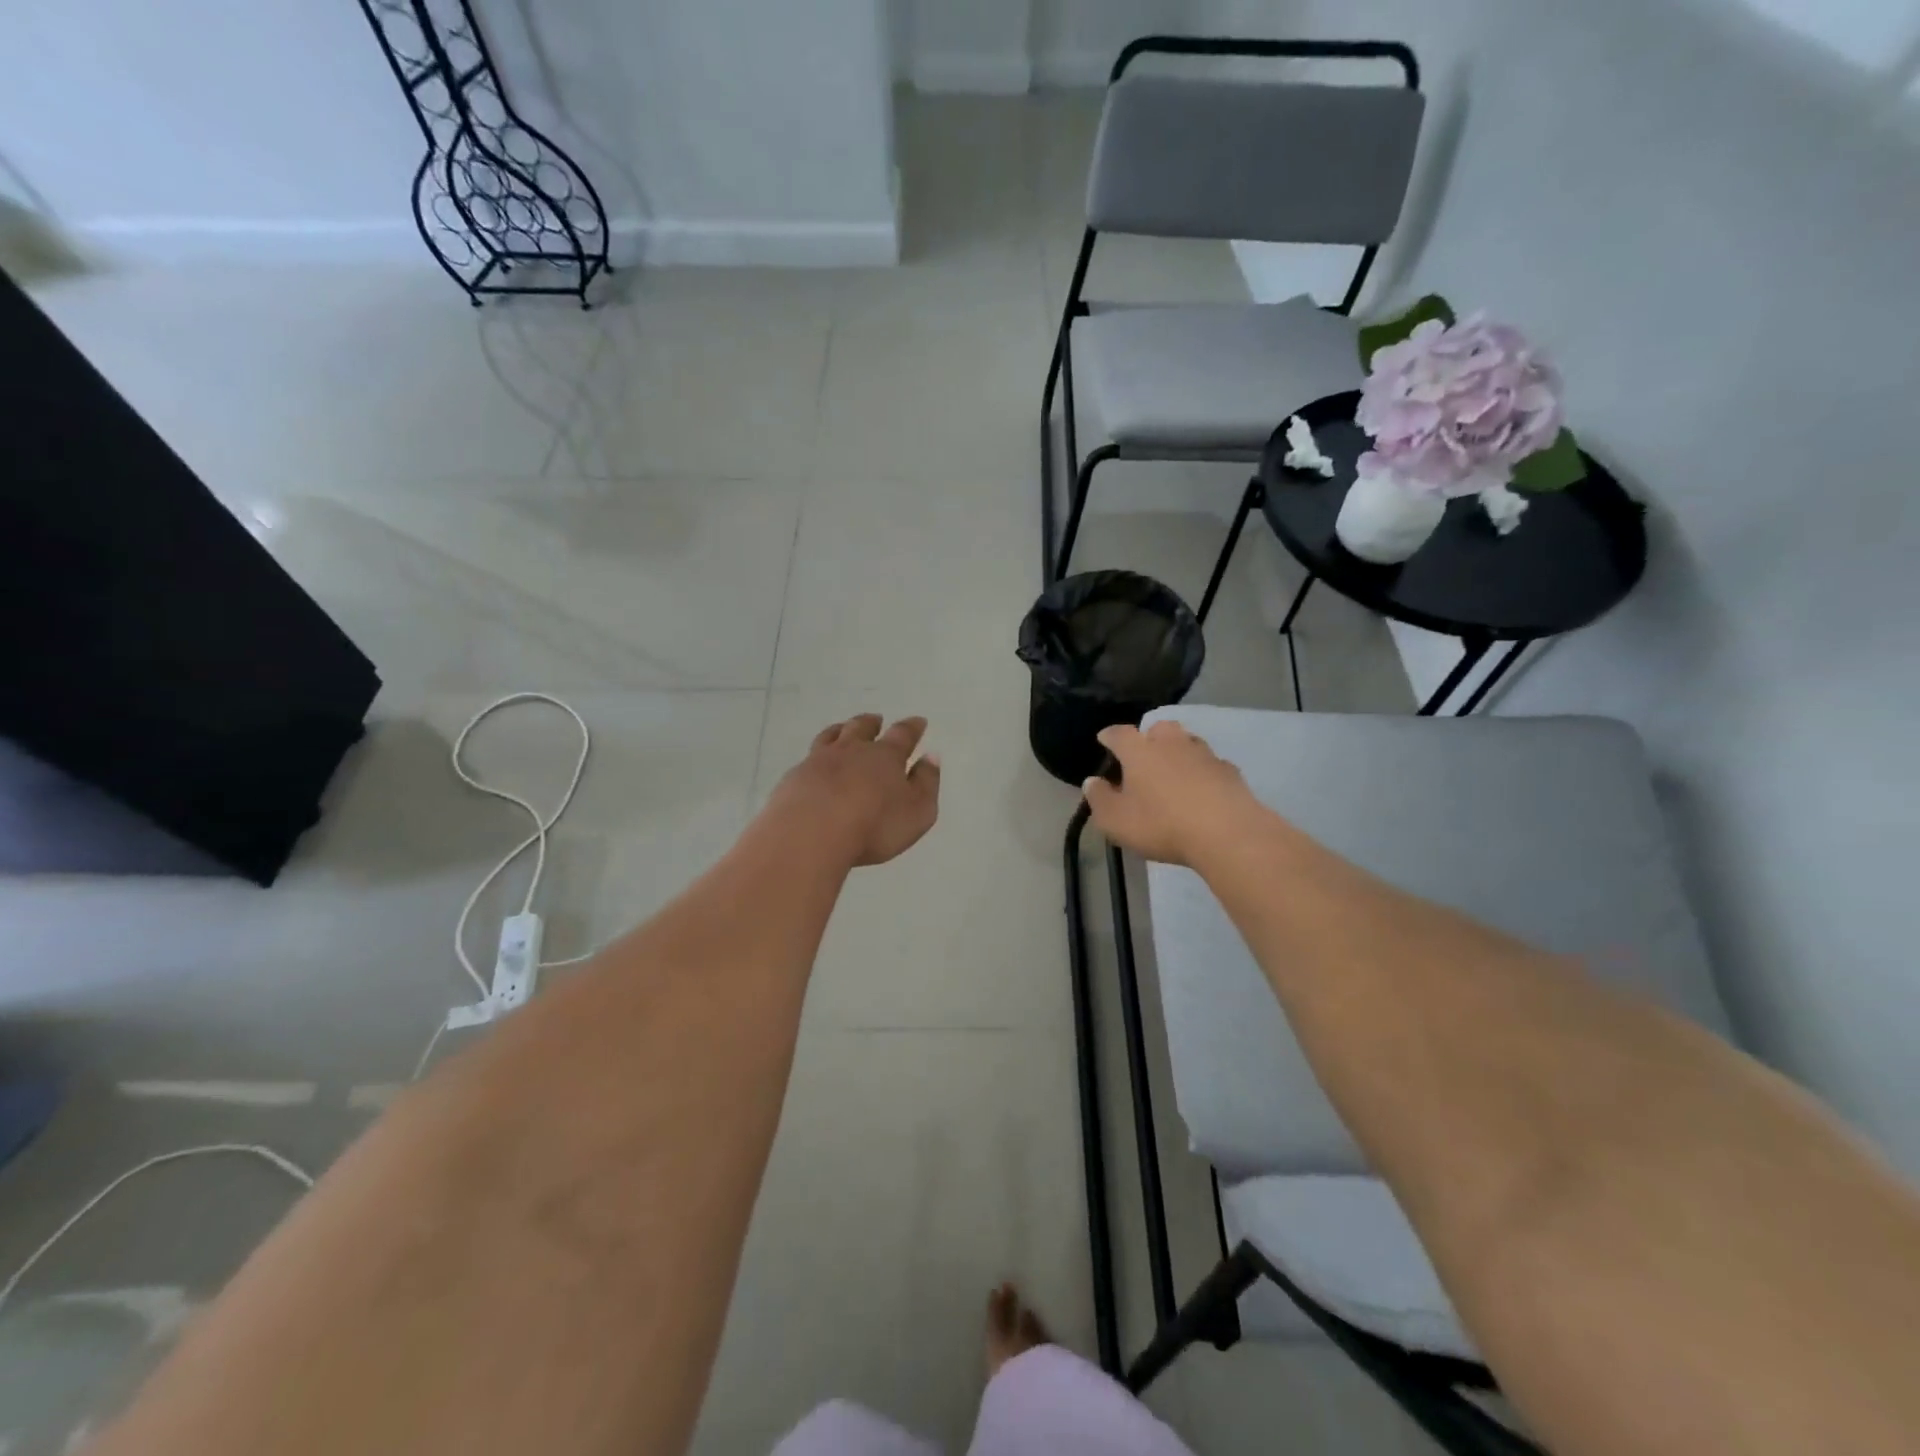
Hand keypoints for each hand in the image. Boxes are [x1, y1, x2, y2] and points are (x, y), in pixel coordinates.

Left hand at [769, 715, 940, 867]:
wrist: (811, 833)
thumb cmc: (874, 825)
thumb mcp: (917, 811)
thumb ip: (926, 783)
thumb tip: (931, 757)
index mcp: (886, 756)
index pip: (902, 735)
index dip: (912, 728)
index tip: (918, 721)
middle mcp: (852, 751)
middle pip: (862, 728)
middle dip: (871, 723)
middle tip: (876, 719)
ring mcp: (819, 761)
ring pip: (831, 737)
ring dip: (840, 730)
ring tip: (842, 728)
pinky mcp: (795, 777)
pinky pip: (808, 759)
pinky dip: (815, 757)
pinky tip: (814, 765)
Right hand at [1082, 721, 1255, 866]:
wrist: (1226, 833)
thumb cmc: (1161, 824)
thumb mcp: (1116, 820)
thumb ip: (1099, 799)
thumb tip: (1092, 781)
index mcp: (1139, 751)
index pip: (1119, 734)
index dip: (1109, 736)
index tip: (1104, 739)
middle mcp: (1171, 743)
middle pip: (1158, 729)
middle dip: (1149, 737)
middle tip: (1144, 754)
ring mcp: (1204, 755)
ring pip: (1187, 743)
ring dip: (1178, 752)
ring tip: (1173, 771)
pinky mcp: (1230, 771)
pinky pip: (1211, 765)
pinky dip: (1203, 772)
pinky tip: (1202, 789)